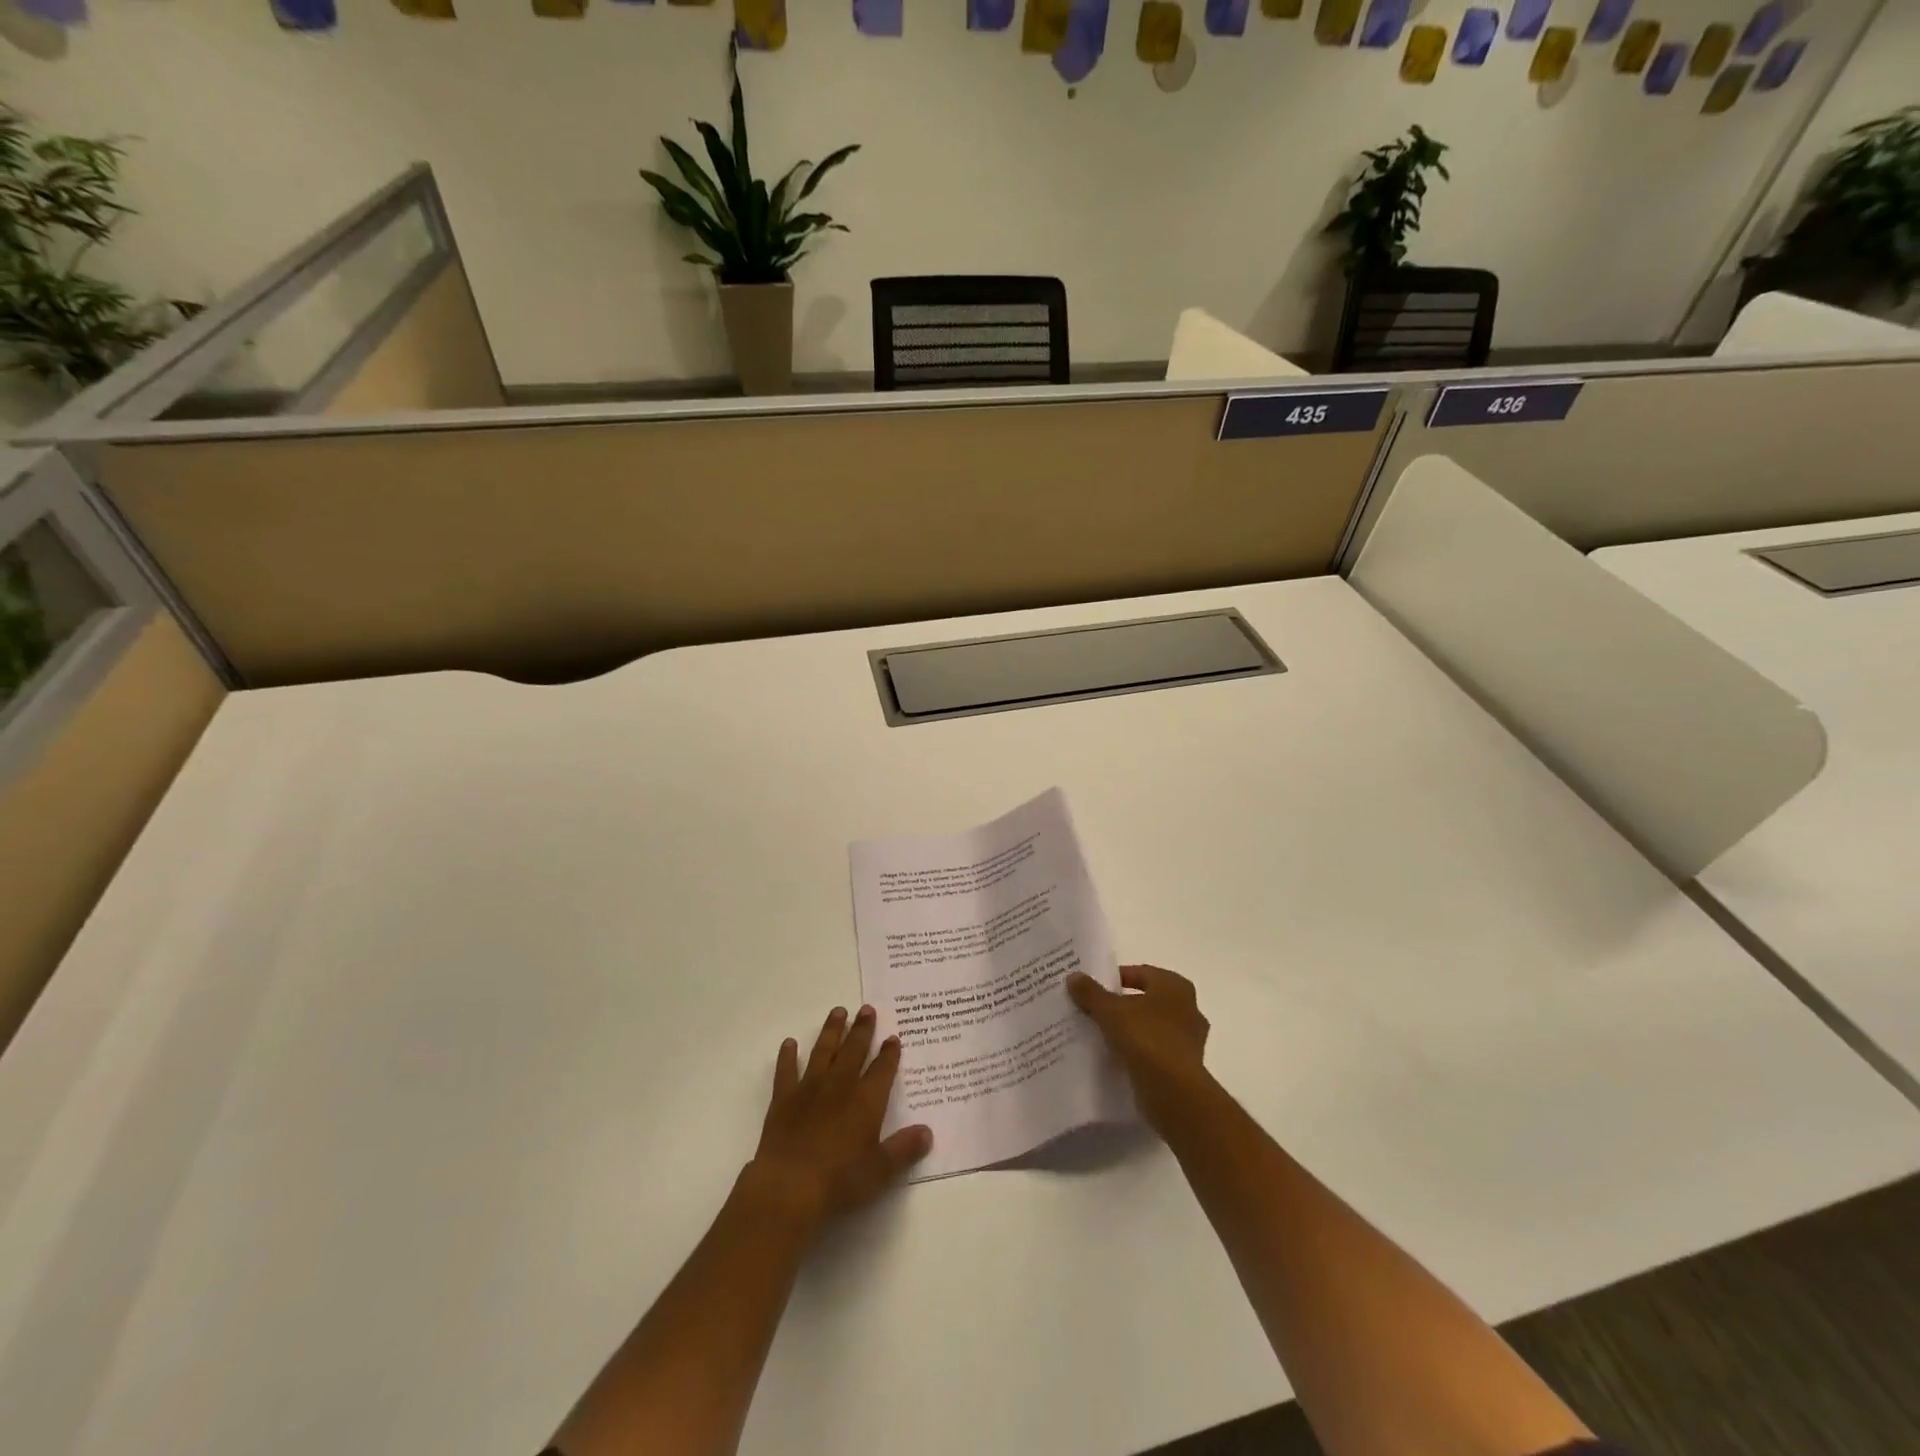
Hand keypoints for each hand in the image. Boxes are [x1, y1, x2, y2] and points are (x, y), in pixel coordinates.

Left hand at [747, 1005, 932, 1235]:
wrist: (789, 1187)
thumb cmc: (840, 1181)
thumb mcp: (881, 1170)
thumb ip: (904, 1149)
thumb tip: (928, 1131)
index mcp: (866, 1100)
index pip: (882, 1069)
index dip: (889, 1053)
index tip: (893, 1037)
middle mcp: (840, 1085)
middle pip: (854, 1050)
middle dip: (862, 1029)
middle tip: (867, 1009)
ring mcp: (809, 1088)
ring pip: (823, 1051)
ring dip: (831, 1030)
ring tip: (838, 1011)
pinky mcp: (783, 1099)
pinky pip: (786, 1071)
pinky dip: (787, 1056)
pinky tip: (789, 1044)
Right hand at [1067, 964, 1212, 1137]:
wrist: (1175, 1093)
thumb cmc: (1146, 1039)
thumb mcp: (1110, 1011)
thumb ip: (1091, 993)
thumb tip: (1073, 976)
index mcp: (1174, 986)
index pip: (1140, 973)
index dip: (1115, 979)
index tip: (1092, 989)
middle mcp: (1188, 1008)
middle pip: (1146, 1000)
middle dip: (1122, 1005)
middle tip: (1094, 1011)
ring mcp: (1190, 1039)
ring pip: (1152, 1027)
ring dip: (1131, 1030)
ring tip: (1102, 1035)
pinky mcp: (1186, 1067)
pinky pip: (1156, 1051)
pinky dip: (1139, 1052)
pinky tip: (1118, 1058)